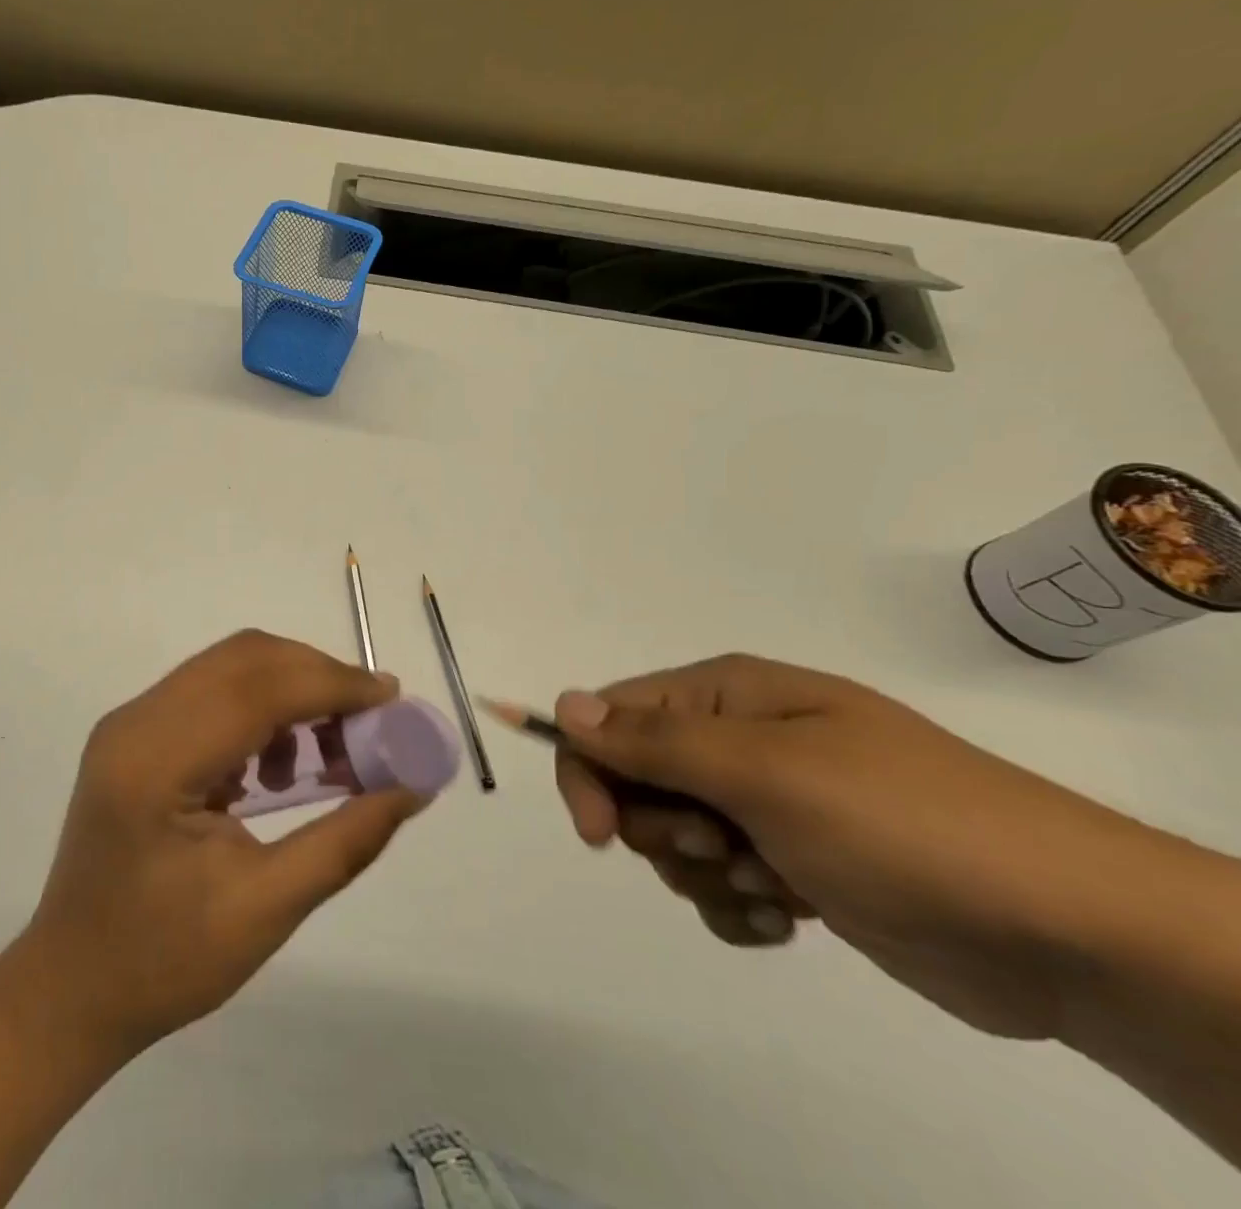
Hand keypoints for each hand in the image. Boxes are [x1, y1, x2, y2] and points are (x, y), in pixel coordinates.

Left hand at [21, 630, 429, 1058]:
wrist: (70, 987)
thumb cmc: (163, 962)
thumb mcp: (265, 911)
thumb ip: (344, 842)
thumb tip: (412, 788)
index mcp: (154, 764)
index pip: (255, 690)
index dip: (330, 684)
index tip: (391, 697)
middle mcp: (135, 722)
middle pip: (242, 660)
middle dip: (316, 677)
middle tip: (370, 722)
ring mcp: (129, 721)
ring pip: (228, 666)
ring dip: (290, 690)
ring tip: (327, 756)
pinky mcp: (135, 732)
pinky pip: (211, 690)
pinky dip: (260, 707)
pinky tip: (278, 768)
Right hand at [552, 654, 1157, 1039]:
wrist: (1068, 932)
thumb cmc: (900, 823)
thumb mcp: (765, 771)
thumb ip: (653, 740)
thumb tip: (561, 704)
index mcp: (727, 696)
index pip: (611, 717)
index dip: (589, 769)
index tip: (599, 834)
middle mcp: (738, 740)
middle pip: (636, 781)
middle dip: (662, 828)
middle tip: (720, 846)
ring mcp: (767, 804)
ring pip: (673, 841)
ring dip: (705, 874)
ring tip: (774, 884)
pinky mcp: (793, 865)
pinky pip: (718, 886)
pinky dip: (739, 908)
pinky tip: (791, 918)